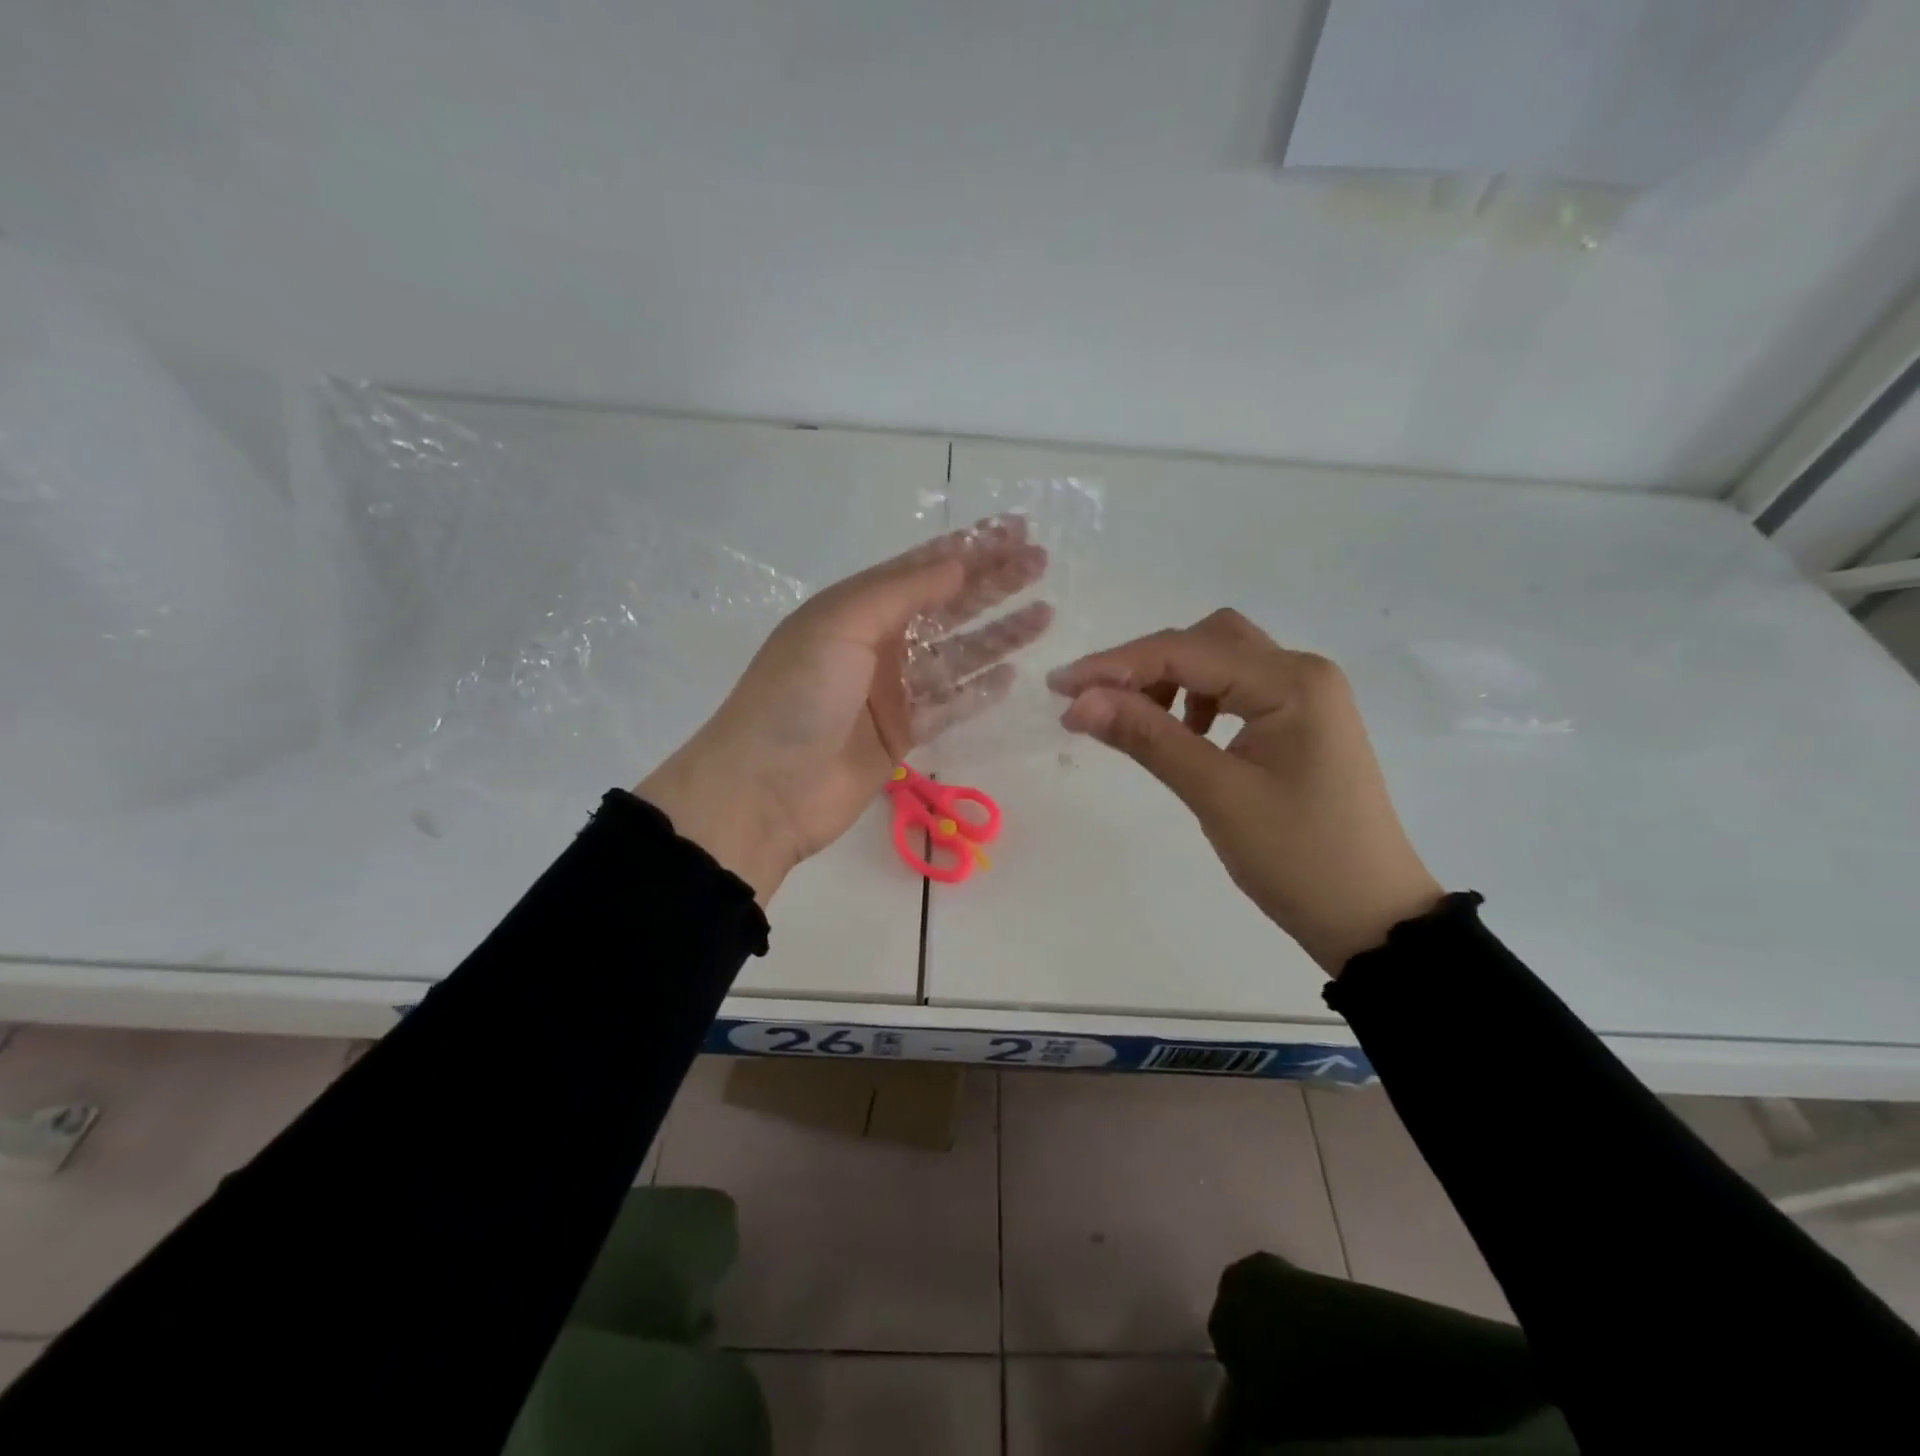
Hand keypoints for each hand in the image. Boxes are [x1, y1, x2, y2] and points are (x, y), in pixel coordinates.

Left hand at [638, 520, 1050, 902]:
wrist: (764, 790)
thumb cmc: (797, 696)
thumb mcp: (842, 625)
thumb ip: (903, 592)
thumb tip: (958, 563)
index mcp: (854, 608)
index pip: (922, 567)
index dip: (970, 548)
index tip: (1016, 532)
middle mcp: (875, 643)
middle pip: (945, 606)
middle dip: (992, 584)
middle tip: (1042, 564)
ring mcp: (889, 692)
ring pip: (955, 656)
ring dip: (997, 635)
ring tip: (1044, 615)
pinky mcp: (901, 735)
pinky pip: (949, 705)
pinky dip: (978, 691)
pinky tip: (1012, 675)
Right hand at [1048, 610, 1441, 973]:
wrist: (1371, 918)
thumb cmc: (1299, 858)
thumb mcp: (1216, 794)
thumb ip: (1147, 738)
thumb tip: (1079, 702)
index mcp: (1291, 681)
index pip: (1186, 652)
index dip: (1115, 666)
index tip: (1058, 688)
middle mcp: (1301, 672)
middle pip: (1205, 641)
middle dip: (1143, 665)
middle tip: (1092, 703)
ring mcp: (1305, 696)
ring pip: (1220, 661)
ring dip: (1171, 680)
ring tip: (1137, 722)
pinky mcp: (1299, 723)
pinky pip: (1235, 690)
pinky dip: (1197, 700)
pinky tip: (1182, 734)